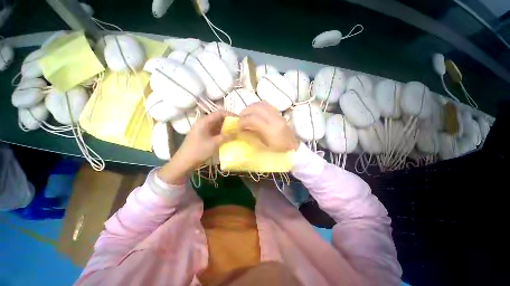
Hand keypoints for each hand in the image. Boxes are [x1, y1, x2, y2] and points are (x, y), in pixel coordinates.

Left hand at [158, 110, 232, 184]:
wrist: (184, 162)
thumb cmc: (198, 151)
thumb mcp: (214, 143)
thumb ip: (226, 136)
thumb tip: (238, 132)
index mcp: (204, 121)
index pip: (220, 113)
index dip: (230, 115)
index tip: (240, 120)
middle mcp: (204, 122)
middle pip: (219, 118)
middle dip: (230, 121)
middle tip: (239, 127)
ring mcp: (204, 128)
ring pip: (218, 124)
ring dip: (227, 127)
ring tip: (236, 131)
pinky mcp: (204, 134)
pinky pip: (215, 130)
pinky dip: (222, 132)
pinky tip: (229, 136)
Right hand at [239, 101, 298, 151]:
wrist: (293, 148)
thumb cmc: (279, 152)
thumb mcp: (264, 148)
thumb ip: (252, 138)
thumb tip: (243, 131)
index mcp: (271, 130)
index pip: (253, 119)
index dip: (242, 122)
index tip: (238, 127)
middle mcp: (274, 120)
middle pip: (256, 109)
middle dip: (245, 112)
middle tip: (240, 119)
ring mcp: (278, 115)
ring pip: (261, 104)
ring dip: (250, 108)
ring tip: (245, 114)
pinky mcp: (279, 114)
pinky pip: (266, 105)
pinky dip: (257, 106)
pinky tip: (254, 112)